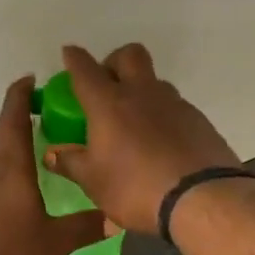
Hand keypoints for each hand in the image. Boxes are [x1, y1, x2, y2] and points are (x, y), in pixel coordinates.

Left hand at [0, 76, 108, 254]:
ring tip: (23, 189)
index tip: (28, 79)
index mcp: (12, 169)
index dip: (20, 95)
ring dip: (3, 169)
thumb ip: (85, 228)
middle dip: (18, 136)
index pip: (14, 119)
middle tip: (38, 143)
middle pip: (0, 143)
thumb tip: (116, 219)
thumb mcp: (55, 243)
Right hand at [44, 44, 240, 235]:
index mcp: (109, 103)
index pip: (86, 69)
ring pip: (155, 82)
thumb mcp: (94, 182)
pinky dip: (163, 116)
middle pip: (129, 55)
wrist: (203, 200)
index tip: (69, 53)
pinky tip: (161, 144)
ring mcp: (175, 104)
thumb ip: (71, 163)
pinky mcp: (199, 121)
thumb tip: (52, 154)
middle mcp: (142, 94)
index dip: (74, 58)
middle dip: (114, 61)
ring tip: (134, 123)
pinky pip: (175, 107)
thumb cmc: (135, 188)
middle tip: (107, 85)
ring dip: (141, 91)